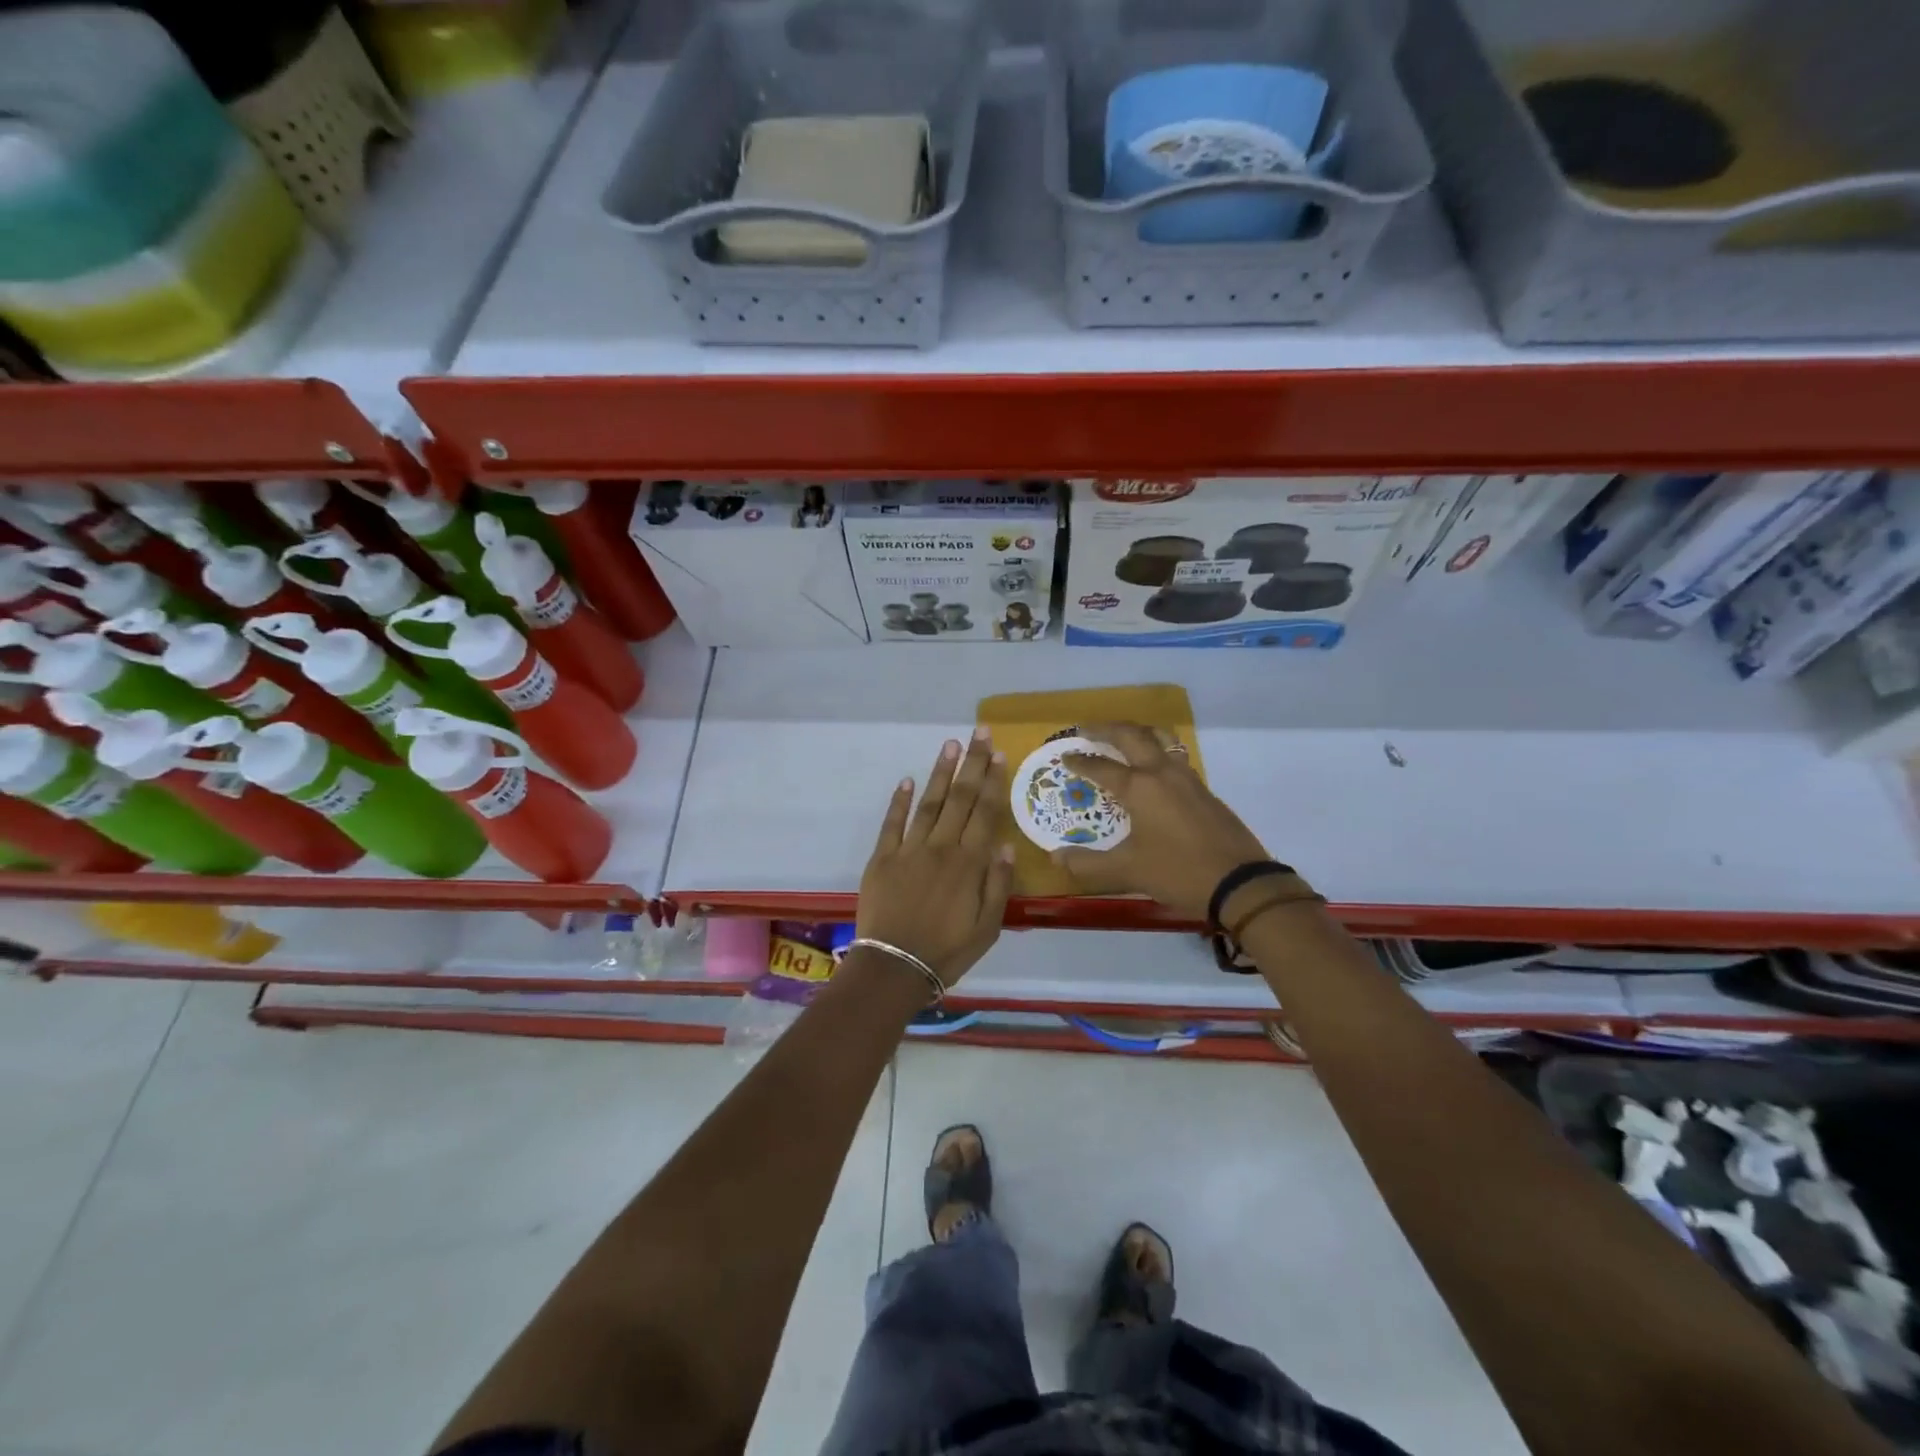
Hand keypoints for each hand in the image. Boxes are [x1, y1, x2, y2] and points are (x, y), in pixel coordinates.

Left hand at [857, 729, 1013, 988]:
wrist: (895, 966)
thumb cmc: (948, 950)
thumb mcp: (988, 927)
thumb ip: (998, 885)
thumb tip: (1005, 845)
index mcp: (968, 863)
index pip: (984, 813)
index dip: (992, 781)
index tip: (998, 754)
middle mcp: (941, 847)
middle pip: (959, 798)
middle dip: (971, 763)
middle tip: (978, 733)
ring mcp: (909, 850)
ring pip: (929, 803)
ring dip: (940, 772)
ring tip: (949, 744)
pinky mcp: (883, 858)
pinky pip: (892, 823)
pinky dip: (900, 801)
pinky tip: (908, 780)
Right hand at [1051, 721, 1273, 920]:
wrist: (1240, 883)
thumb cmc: (1178, 872)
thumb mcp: (1127, 871)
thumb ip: (1088, 863)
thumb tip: (1056, 857)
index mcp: (1139, 787)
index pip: (1101, 766)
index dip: (1080, 761)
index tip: (1065, 756)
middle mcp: (1162, 773)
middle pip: (1132, 736)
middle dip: (1107, 729)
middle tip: (1087, 730)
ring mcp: (1187, 779)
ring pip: (1161, 739)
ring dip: (1138, 732)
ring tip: (1123, 737)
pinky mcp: (1204, 791)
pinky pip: (1175, 757)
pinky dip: (1158, 750)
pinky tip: (1154, 769)